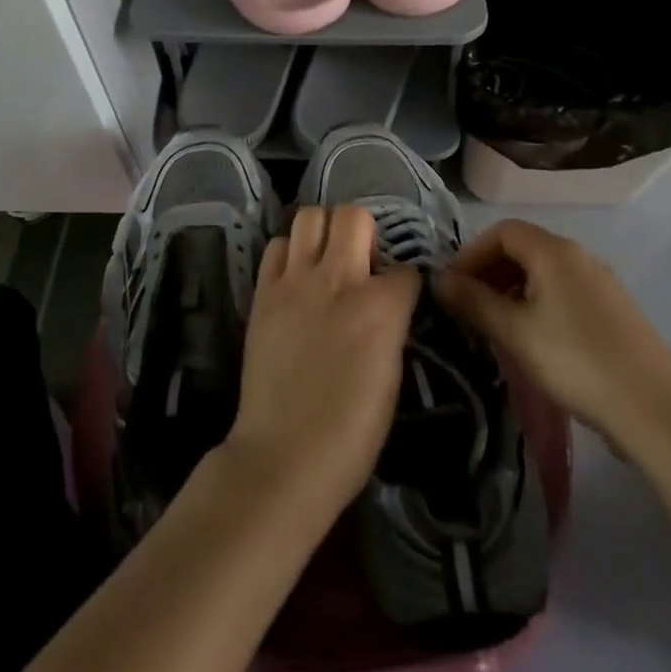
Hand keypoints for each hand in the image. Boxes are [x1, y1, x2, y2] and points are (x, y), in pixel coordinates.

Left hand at [224, 206, 421, 528]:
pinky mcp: (264, 291)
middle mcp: (338, 280)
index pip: (406, 270)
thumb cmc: (350, 433)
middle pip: (354, 216)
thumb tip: (388, 304)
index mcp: (380, 308)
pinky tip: (296, 276)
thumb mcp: (392, 378)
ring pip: (311, 216)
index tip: (400, 296)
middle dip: (365, 232)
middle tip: (361, 262)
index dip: (406, 282)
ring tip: (326, 259)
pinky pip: (277, 246)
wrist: (284, 455)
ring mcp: (295, 281)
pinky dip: (290, 252)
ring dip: (324, 231)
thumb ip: (391, 326)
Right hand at [435, 219, 670, 458]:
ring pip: (545, 272)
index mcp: (554, 251)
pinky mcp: (615, 310)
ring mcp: (601, 282)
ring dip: (513, 288)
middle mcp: (579, 256)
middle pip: (524, 248)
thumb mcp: (515, 332)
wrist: (656, 412)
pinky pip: (565, 291)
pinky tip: (535, 339)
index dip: (472, 253)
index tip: (454, 285)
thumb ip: (474, 301)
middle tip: (470, 305)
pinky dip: (539, 302)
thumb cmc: (576, 362)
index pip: (501, 231)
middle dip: (490, 270)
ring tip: (497, 325)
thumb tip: (441, 280)